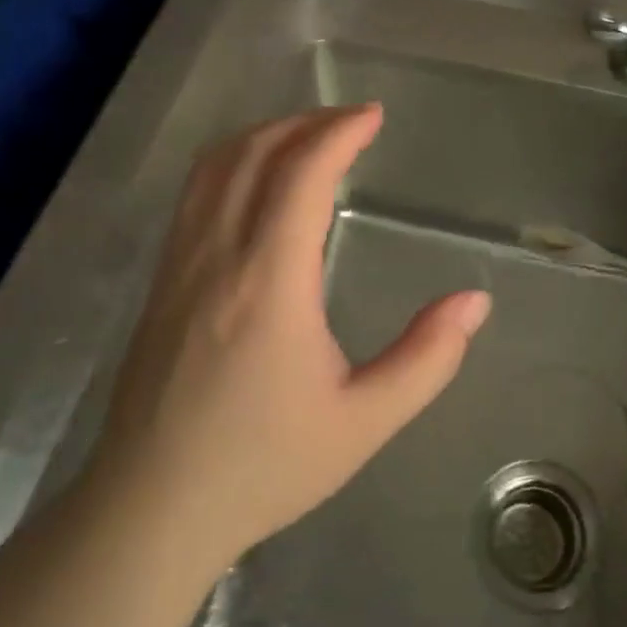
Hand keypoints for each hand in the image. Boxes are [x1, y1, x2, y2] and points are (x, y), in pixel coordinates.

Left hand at [88, 104, 489, 570]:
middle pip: (255, 153)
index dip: (339, 132)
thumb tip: (475, 301)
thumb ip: (427, 358)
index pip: (301, 173)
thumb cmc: (264, 466)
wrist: (151, 509)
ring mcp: (180, 264)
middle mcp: (218, 255)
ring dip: (264, 135)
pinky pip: (195, 193)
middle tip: (351, 122)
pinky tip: (256, 180)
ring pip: (215, 166)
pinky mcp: (162, 281)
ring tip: (308, 136)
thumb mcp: (364, 421)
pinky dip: (232, 161)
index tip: (374, 116)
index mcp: (269, 280)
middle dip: (306, 122)